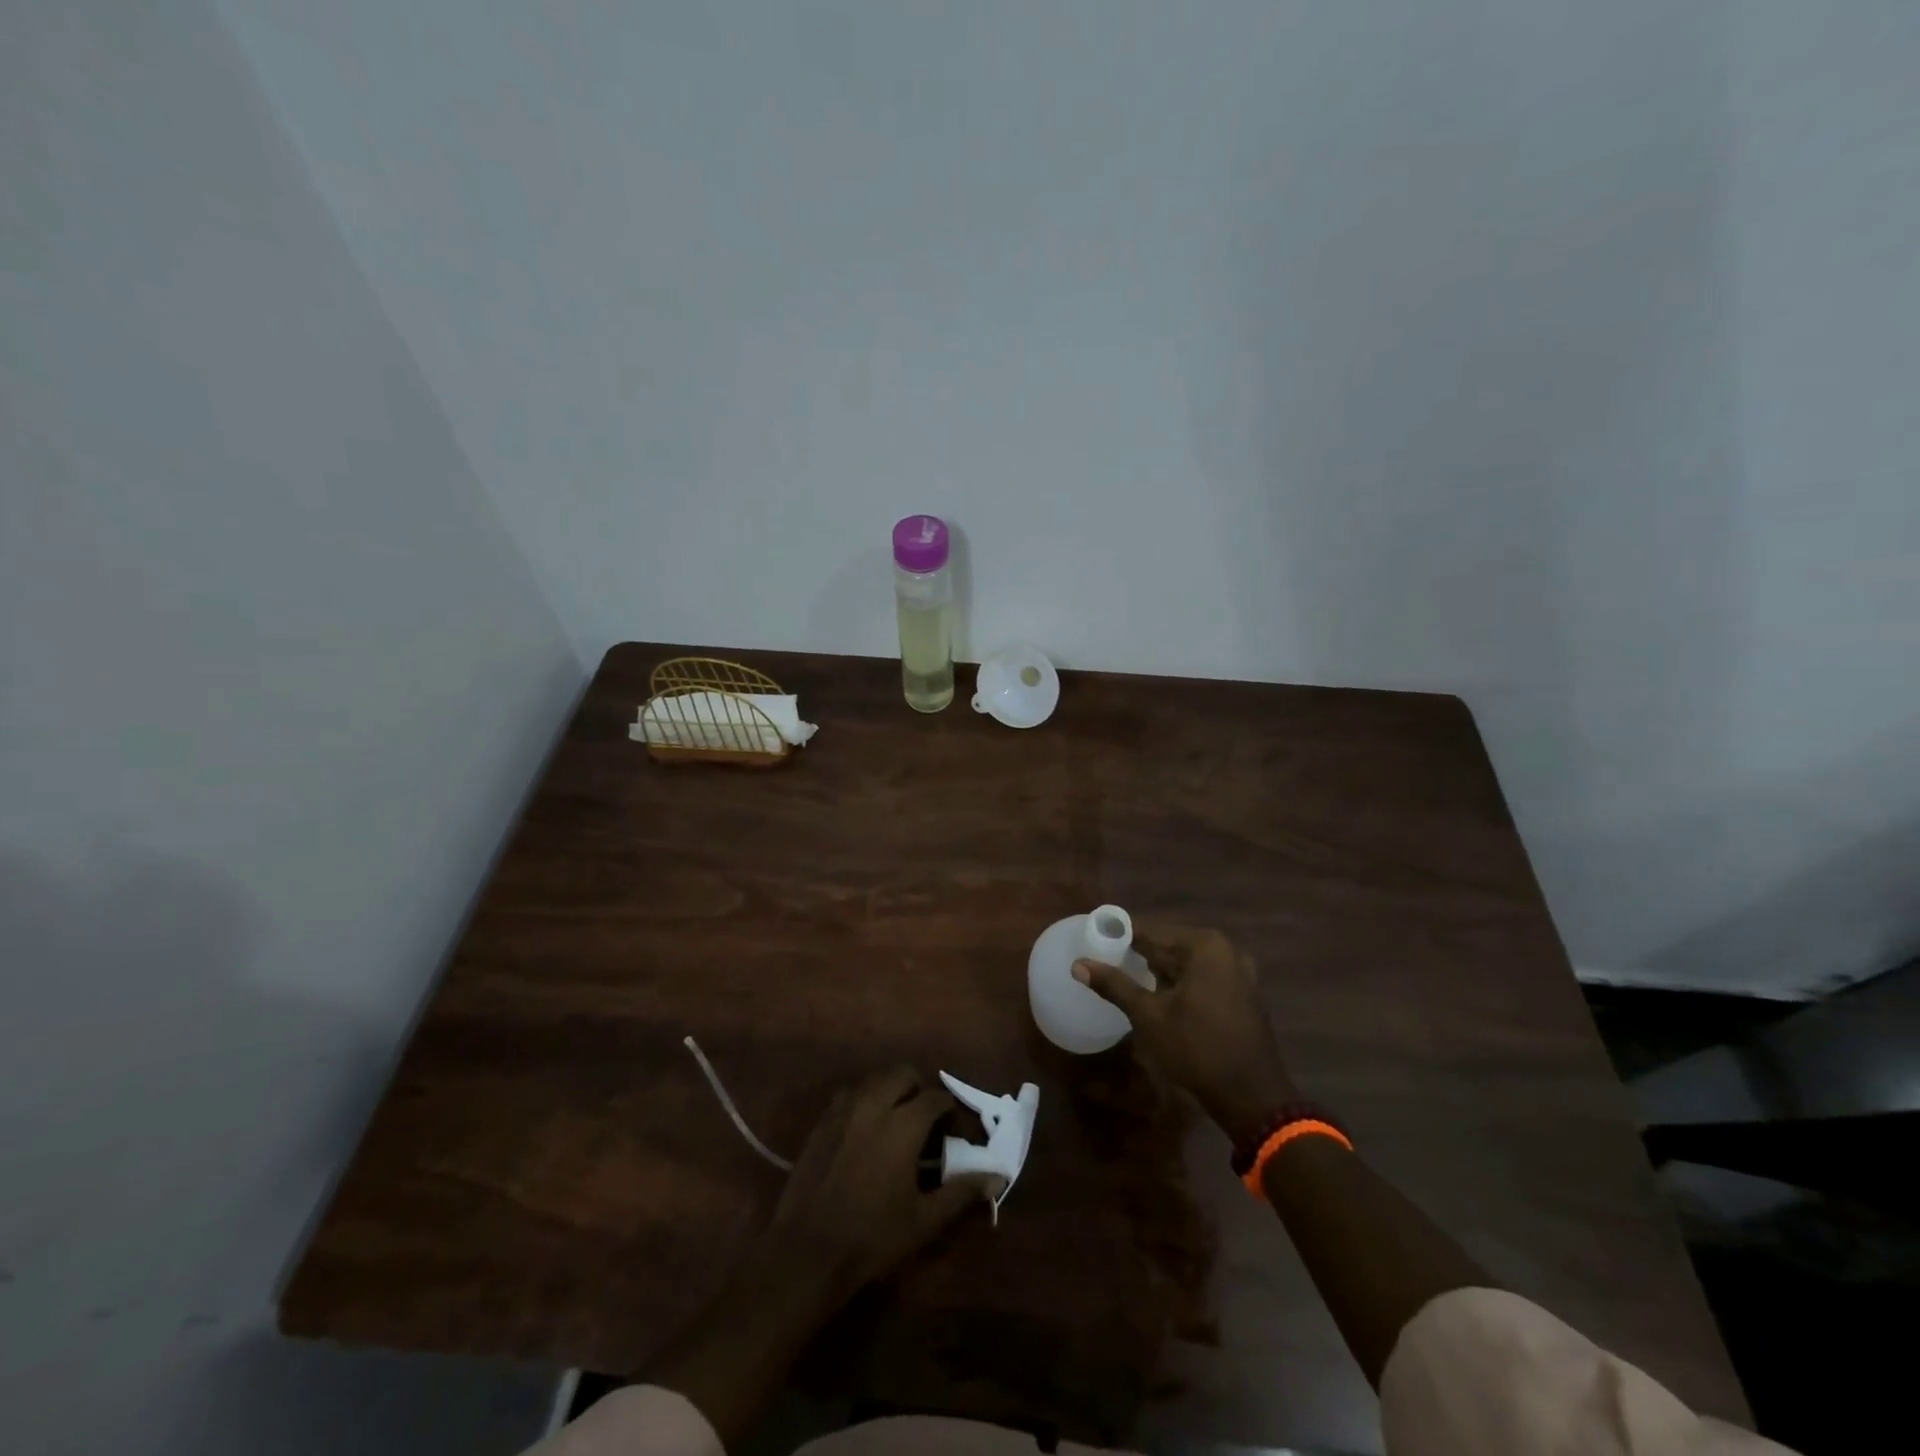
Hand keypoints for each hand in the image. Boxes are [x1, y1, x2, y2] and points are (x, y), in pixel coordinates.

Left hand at [761, 1064, 998, 1301]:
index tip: (950, 1132)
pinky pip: (850, 1093)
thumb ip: (961, 1192)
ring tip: (895, 1120)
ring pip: (874, 1078)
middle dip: (918, 1088)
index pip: (935, 1097)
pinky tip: (865, 1129)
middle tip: (923, 1119)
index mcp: (903, 1124)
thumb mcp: (924, 1220)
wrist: (808, 1251)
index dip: (948, 1111)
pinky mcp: (822, 1120)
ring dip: (890, 1090)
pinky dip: (864, 1099)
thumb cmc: (872, 1237)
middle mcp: (874, 1104)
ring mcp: (844, 1109)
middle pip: (903, 1074)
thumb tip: (997, 1176)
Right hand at [1074, 921, 1299, 1147]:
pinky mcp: (1242, 993)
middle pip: (1169, 943)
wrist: (1252, 1097)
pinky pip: (1201, 976)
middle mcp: (1224, 949)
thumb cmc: (1197, 1048)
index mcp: (1204, 945)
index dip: (1120, 935)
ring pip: (1185, 962)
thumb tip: (1078, 964)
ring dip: (1158, 970)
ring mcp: (1238, 971)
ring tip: (1126, 980)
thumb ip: (1114, 985)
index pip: (1151, 930)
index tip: (1094, 940)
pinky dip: (1179, 982)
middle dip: (1139, 954)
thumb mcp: (1149, 1015)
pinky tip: (1158, 997)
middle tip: (1105, 962)